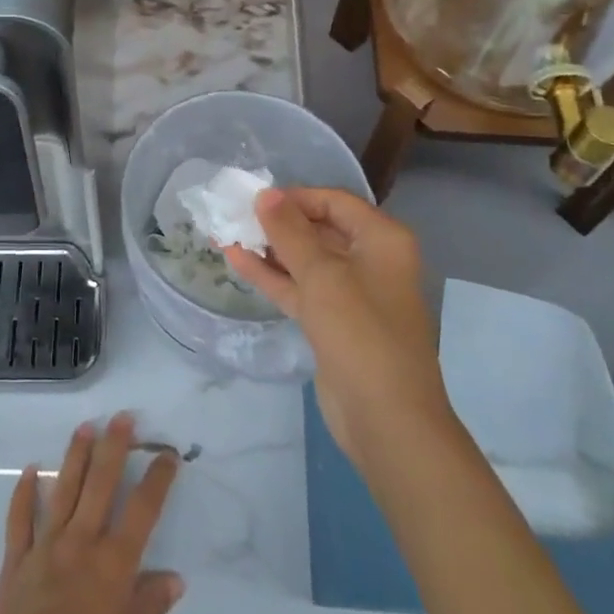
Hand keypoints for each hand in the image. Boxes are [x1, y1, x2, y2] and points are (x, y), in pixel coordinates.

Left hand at [0, 413, 184, 613]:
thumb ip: (149, 604)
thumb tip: (175, 578)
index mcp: (114, 562)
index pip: (143, 509)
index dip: (157, 478)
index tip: (167, 453)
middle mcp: (81, 542)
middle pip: (101, 484)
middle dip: (114, 447)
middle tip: (122, 417)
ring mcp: (46, 545)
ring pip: (62, 490)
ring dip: (75, 456)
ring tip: (84, 427)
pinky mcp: (16, 558)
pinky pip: (19, 518)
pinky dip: (23, 493)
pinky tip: (28, 470)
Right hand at [226, 188, 449, 466]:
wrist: (386, 418)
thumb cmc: (360, 332)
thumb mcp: (322, 275)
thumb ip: (290, 232)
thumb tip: (265, 194)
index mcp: (382, 239)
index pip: (334, 202)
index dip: (295, 197)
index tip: (255, 199)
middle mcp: (371, 260)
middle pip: (319, 229)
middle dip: (278, 222)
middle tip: (235, 214)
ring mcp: (352, 294)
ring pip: (306, 261)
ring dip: (270, 249)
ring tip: (227, 233)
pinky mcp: (333, 323)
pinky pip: (300, 289)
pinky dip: (272, 276)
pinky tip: (237, 261)